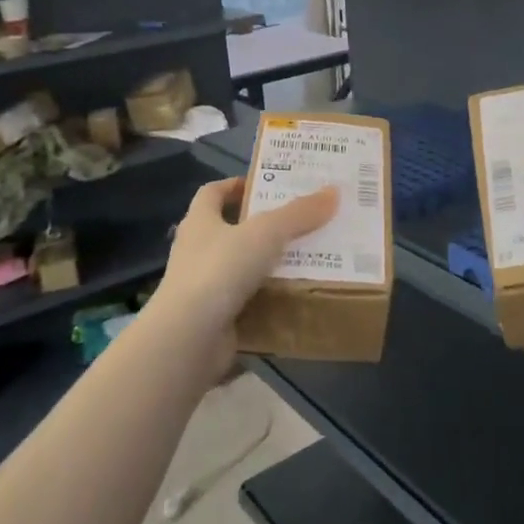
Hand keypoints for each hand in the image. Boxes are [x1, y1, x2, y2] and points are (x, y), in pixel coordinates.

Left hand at [146, 177, 338, 371]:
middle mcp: (197, 251)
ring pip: (241, 268)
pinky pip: (248, 303)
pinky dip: (269, 300)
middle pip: (230, 230)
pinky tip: (297, 297)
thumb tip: (333, 191)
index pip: (212, 193)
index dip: (236, 185)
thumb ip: (299, 213)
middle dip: (263, 226)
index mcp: (200, 222)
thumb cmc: (220, 270)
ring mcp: (203, 288)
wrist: (189, 339)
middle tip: (302, 221)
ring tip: (309, 258)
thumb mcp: (267, 233)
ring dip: (269, 264)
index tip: (266, 184)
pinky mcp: (214, 319)